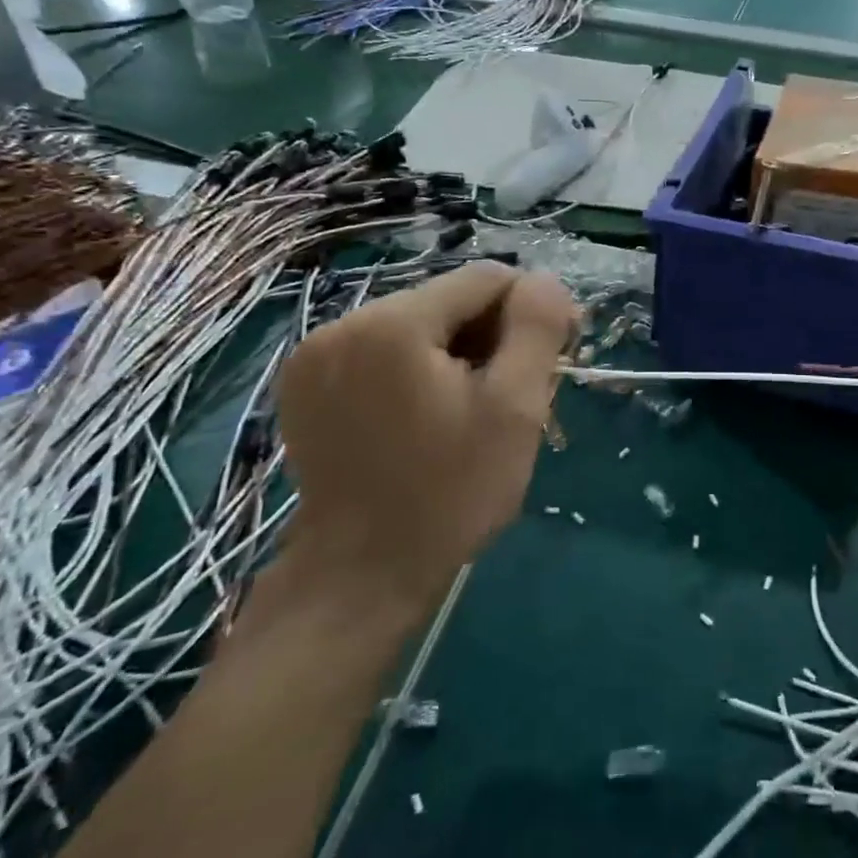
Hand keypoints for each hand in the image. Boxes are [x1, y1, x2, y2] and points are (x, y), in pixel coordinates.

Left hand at [274, 263, 575, 613]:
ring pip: (418, 324)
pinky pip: (382, 350)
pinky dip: (416, 369)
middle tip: (514, 396)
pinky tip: (428, 416)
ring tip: (472, 410)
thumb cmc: (449, 494)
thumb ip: (537, 329)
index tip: (552, 360)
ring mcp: (315, 354)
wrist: (359, 578)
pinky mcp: (305, 383)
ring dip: (457, 354)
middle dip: (491, 337)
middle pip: (448, 300)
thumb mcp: (514, 409)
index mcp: (393, 324)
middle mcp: (344, 323)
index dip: (530, 312)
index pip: (486, 279)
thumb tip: (545, 281)